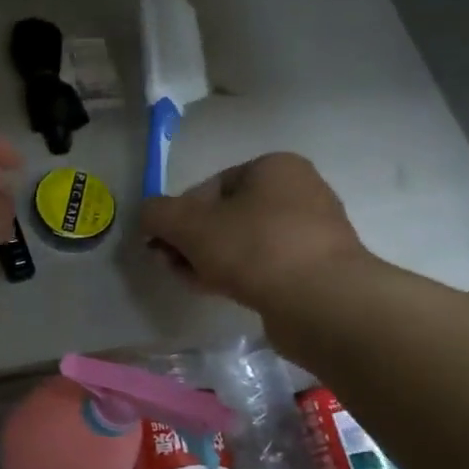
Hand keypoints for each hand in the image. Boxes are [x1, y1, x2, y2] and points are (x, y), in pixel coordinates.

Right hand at [139, 153, 374, 317]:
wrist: (322, 301)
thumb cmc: (254, 247)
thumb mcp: (188, 225)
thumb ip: (157, 214)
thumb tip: (147, 215)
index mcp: (273, 167)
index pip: (209, 186)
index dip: (178, 215)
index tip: (163, 244)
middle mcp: (299, 191)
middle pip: (225, 216)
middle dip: (192, 241)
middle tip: (172, 265)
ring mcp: (312, 232)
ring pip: (243, 243)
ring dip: (211, 260)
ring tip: (193, 282)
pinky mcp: (317, 268)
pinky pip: (266, 266)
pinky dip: (239, 275)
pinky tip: (221, 292)